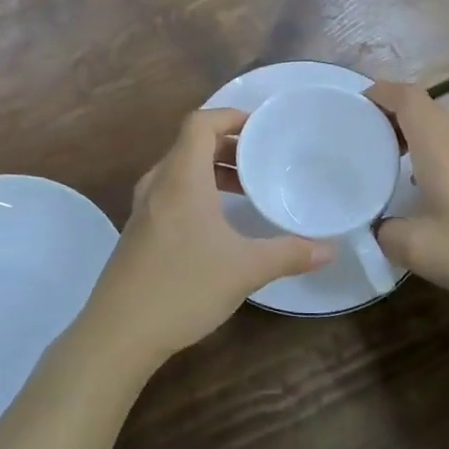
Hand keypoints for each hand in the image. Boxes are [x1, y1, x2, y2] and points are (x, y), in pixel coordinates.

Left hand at [85, 108, 331, 367]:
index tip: (260, 127)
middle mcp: (158, 183)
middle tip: (262, 158)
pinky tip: (218, 223)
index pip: (200, 123)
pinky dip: (197, 191)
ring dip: (212, 170)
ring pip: (180, 170)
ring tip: (246, 188)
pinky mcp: (138, 231)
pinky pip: (171, 192)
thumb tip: (330, 249)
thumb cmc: (183, 286)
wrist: (118, 332)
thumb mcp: (245, 269)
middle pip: (190, 144)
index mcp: (181, 177)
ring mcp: (143, 207)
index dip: (229, 116)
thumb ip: (289, 254)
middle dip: (227, 145)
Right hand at [369, 81, 448, 314]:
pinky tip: (416, 188)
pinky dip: (426, 152)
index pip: (406, 95)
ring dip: (408, 133)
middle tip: (357, 136)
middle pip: (421, 106)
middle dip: (387, 113)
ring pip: (437, 127)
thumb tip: (376, 226)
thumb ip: (385, 233)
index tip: (350, 108)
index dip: (378, 92)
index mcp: (438, 143)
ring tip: (380, 159)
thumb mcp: (419, 250)